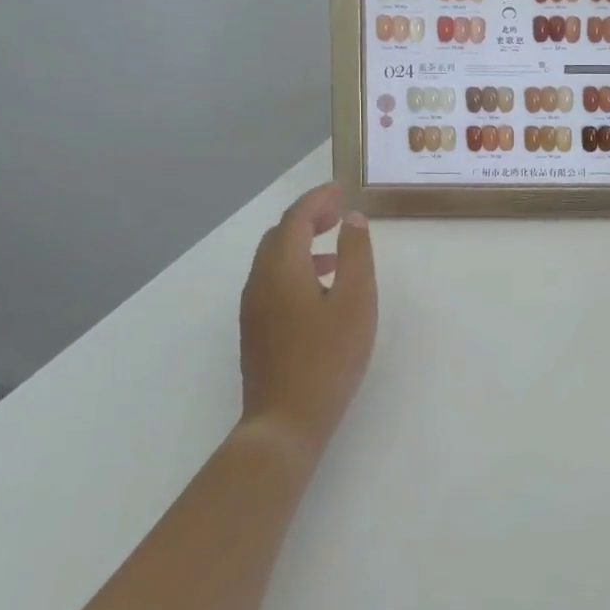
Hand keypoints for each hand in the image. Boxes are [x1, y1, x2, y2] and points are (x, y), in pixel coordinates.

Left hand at [237, 182, 377, 463]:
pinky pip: (272, 278)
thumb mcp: (356, 301)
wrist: (285, 421)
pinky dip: (295, 264)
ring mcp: (253, 306)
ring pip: (273, 257)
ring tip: (336, 243)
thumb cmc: (328, 357)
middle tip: (340, 211)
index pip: (296, 218)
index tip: (342, 188)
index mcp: (282, 268)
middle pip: (280, 234)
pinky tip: (320, 285)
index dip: (319, 198)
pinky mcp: (255, 327)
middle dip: (309, 216)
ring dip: (301, 240)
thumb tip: (353, 218)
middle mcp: (259, 280)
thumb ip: (355, 254)